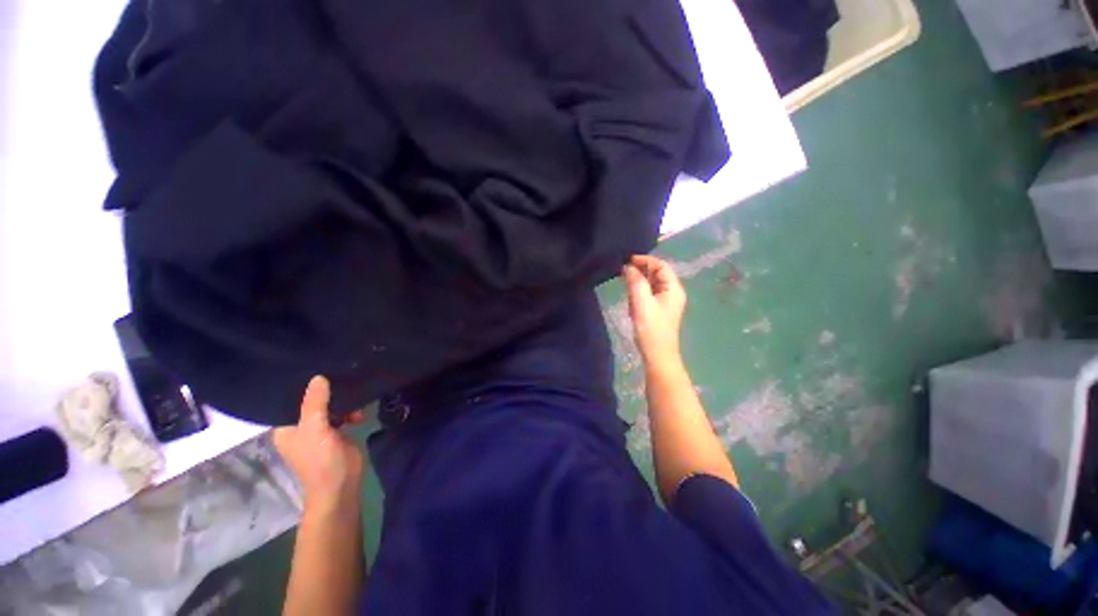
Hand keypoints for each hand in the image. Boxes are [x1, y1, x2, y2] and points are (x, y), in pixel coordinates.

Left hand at [273, 376, 364, 513]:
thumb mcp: (315, 429)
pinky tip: (360, 413)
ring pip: (329, 407)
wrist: (341, 484)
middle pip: (312, 402)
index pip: (291, 401)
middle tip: (340, 376)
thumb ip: (315, 403)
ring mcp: (320, 430)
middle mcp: (300, 427)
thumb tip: (318, 377)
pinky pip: (342, 415)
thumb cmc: (320, 459)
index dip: (302, 387)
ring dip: (342, 403)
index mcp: (286, 427)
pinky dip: (350, 411)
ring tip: (354, 398)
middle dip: (326, 392)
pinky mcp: (337, 433)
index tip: (316, 369)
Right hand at [622, 255, 686, 369]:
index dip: (644, 260)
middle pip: (656, 273)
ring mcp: (666, 301)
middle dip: (640, 271)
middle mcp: (672, 292)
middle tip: (622, 272)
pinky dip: (639, 292)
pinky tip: (630, 299)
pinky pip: (649, 293)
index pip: (661, 265)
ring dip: (638, 282)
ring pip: (651, 283)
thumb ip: (635, 282)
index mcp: (673, 288)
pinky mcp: (659, 309)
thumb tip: (628, 266)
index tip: (626, 260)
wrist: (657, 355)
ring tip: (625, 285)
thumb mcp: (641, 303)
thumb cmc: (651, 329)